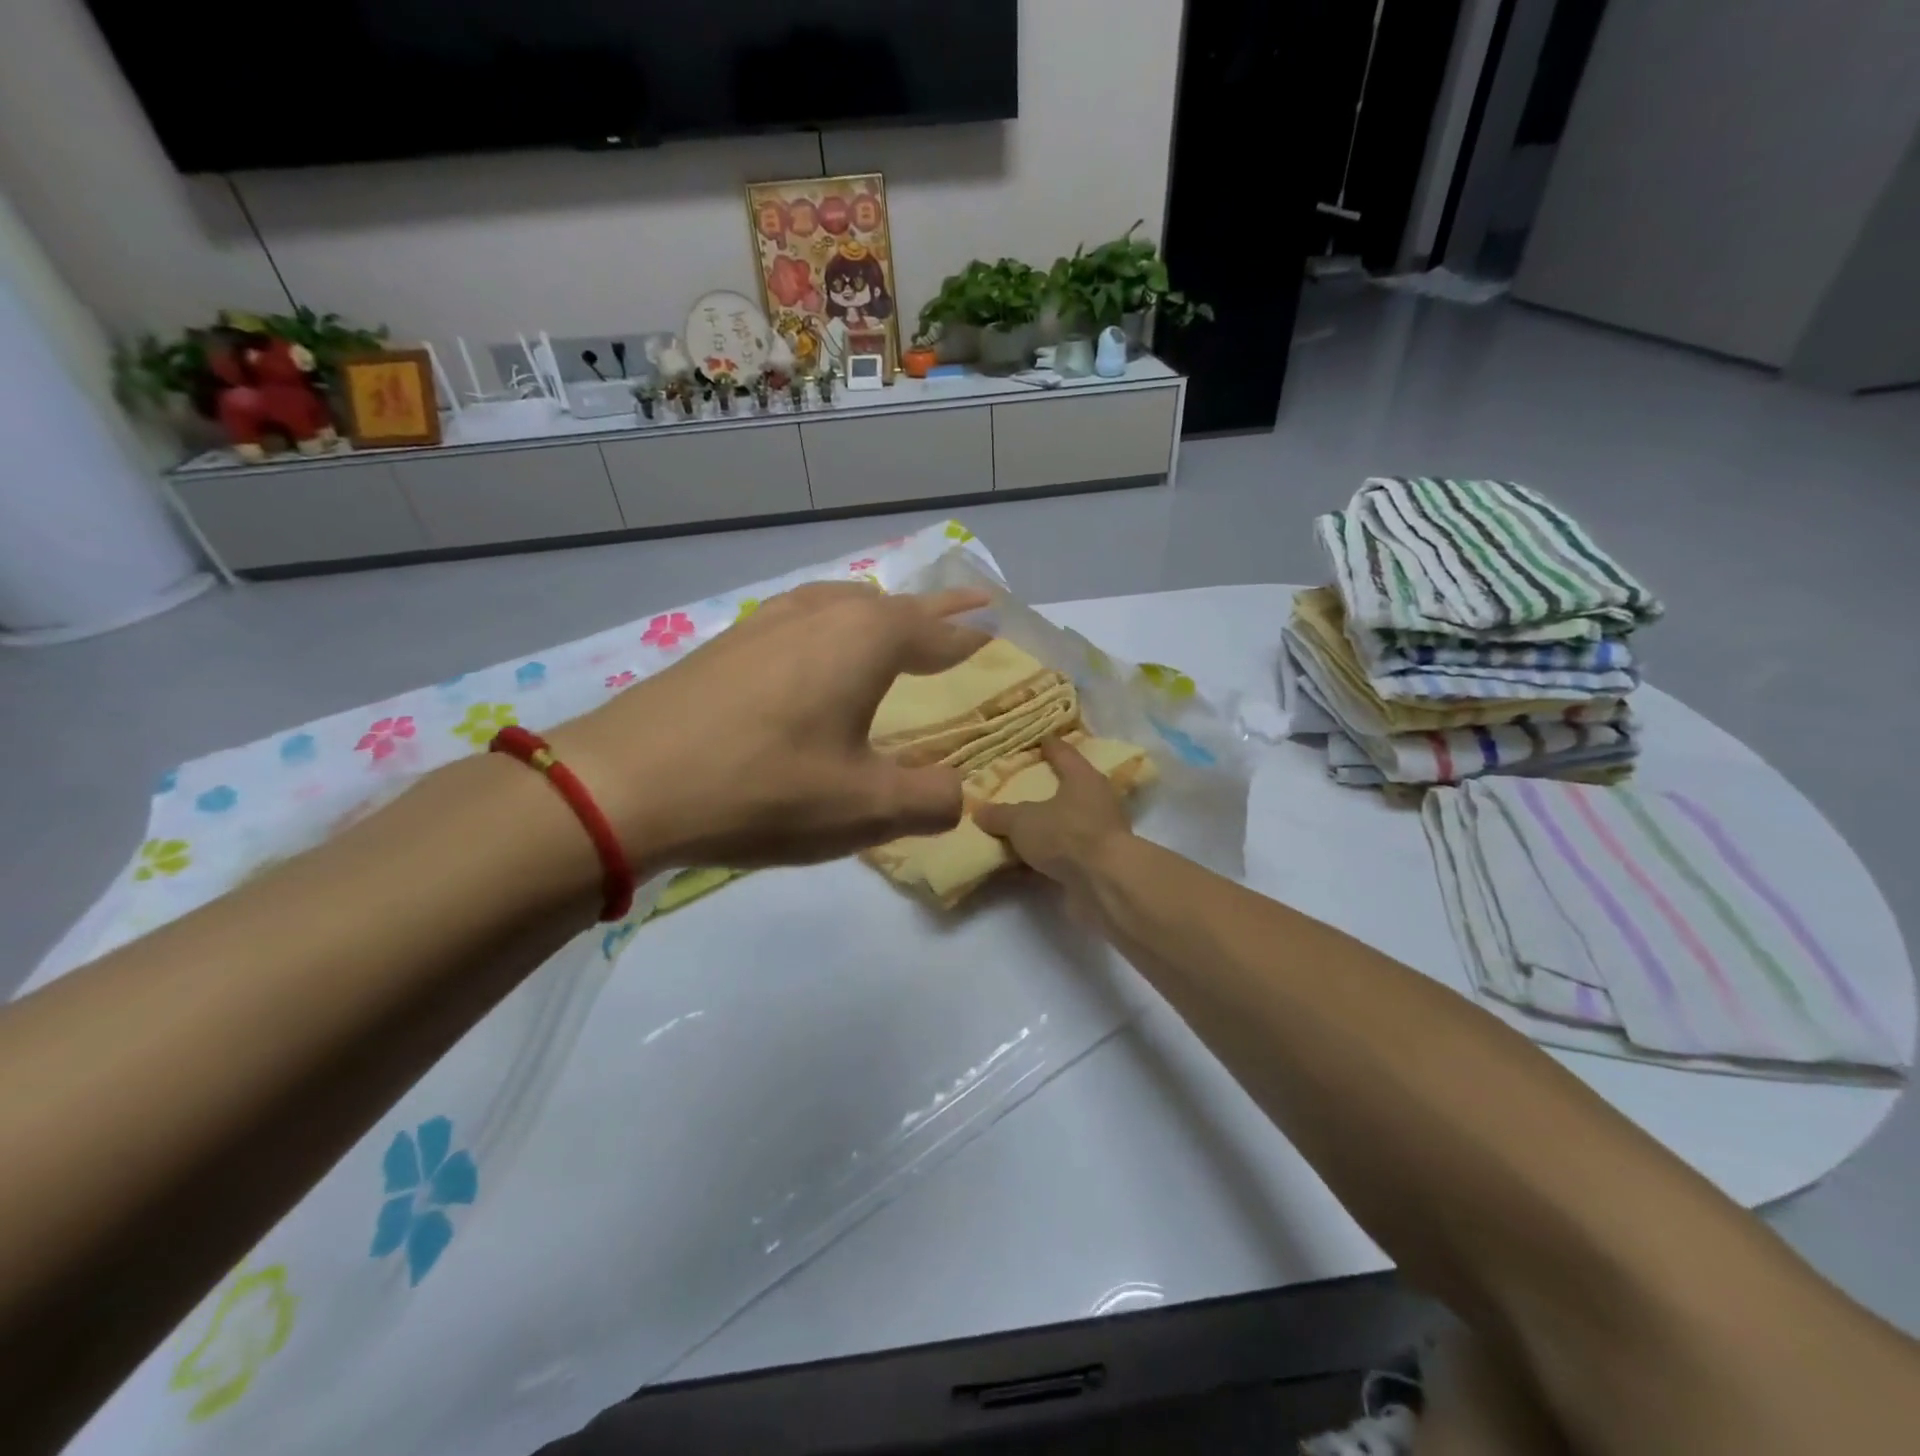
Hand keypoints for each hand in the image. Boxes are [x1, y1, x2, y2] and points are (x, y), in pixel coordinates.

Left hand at [549, 583, 989, 872]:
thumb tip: (957, 794)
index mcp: (866, 639)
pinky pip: (801, 623)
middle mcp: (821, 614)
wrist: (623, 784)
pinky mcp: (727, 644)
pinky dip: (831, 632)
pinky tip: (816, 659)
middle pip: (892, 606)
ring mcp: (767, 623)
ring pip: (841, 606)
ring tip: (892, 633)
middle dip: (931, 615)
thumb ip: (930, 799)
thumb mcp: (864, 808)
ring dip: (877, 617)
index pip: (939, 630)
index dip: (972, 633)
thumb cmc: (762, 789)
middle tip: (960, 622)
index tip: (999, 626)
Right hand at [974, 736, 1134, 914]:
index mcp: (1083, 778)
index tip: (1039, 740)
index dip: (1049, 746)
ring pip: (1067, 823)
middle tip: (1021, 786)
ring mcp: (1100, 833)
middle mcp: (1096, 800)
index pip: (1064, 753)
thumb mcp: (1022, 822)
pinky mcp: (1098, 863)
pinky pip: (1065, 853)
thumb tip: (980, 811)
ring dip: (1047, 827)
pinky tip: (1025, 862)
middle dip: (1047, 788)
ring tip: (1019, 828)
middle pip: (1069, 788)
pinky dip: (1047, 856)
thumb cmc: (1066, 835)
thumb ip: (1000, 815)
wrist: (1105, 883)